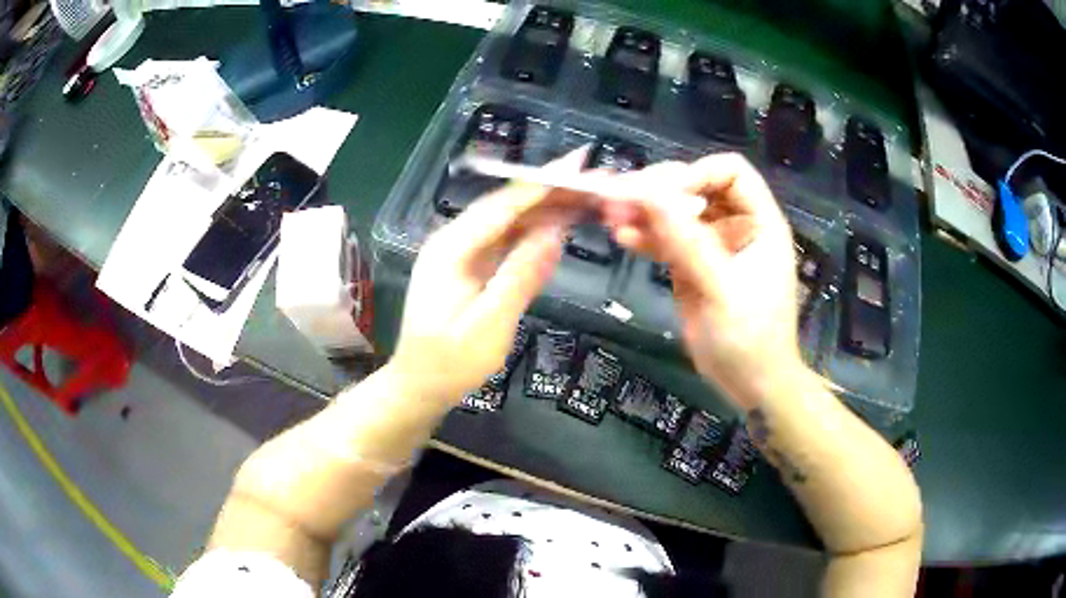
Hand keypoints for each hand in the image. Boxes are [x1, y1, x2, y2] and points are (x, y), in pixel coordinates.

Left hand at [389, 179, 586, 405]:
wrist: (419, 387)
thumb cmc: (451, 363)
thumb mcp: (490, 324)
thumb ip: (521, 275)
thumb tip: (554, 232)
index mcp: (451, 249)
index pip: (504, 205)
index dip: (543, 183)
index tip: (578, 163)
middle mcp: (452, 242)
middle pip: (506, 208)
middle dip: (548, 193)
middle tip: (591, 183)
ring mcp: (458, 255)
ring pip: (506, 223)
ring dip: (543, 211)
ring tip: (582, 200)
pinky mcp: (467, 269)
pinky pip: (502, 243)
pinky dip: (530, 234)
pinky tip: (554, 229)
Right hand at [603, 153, 804, 408]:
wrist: (751, 385)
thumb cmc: (750, 339)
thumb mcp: (721, 290)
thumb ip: (687, 241)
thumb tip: (649, 195)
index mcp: (759, 222)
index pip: (731, 172)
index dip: (696, 174)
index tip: (661, 194)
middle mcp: (736, 226)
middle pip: (697, 187)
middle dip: (660, 189)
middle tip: (622, 198)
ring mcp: (712, 245)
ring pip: (677, 212)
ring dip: (646, 211)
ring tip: (613, 215)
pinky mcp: (692, 266)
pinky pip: (667, 241)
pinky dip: (646, 237)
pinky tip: (623, 238)